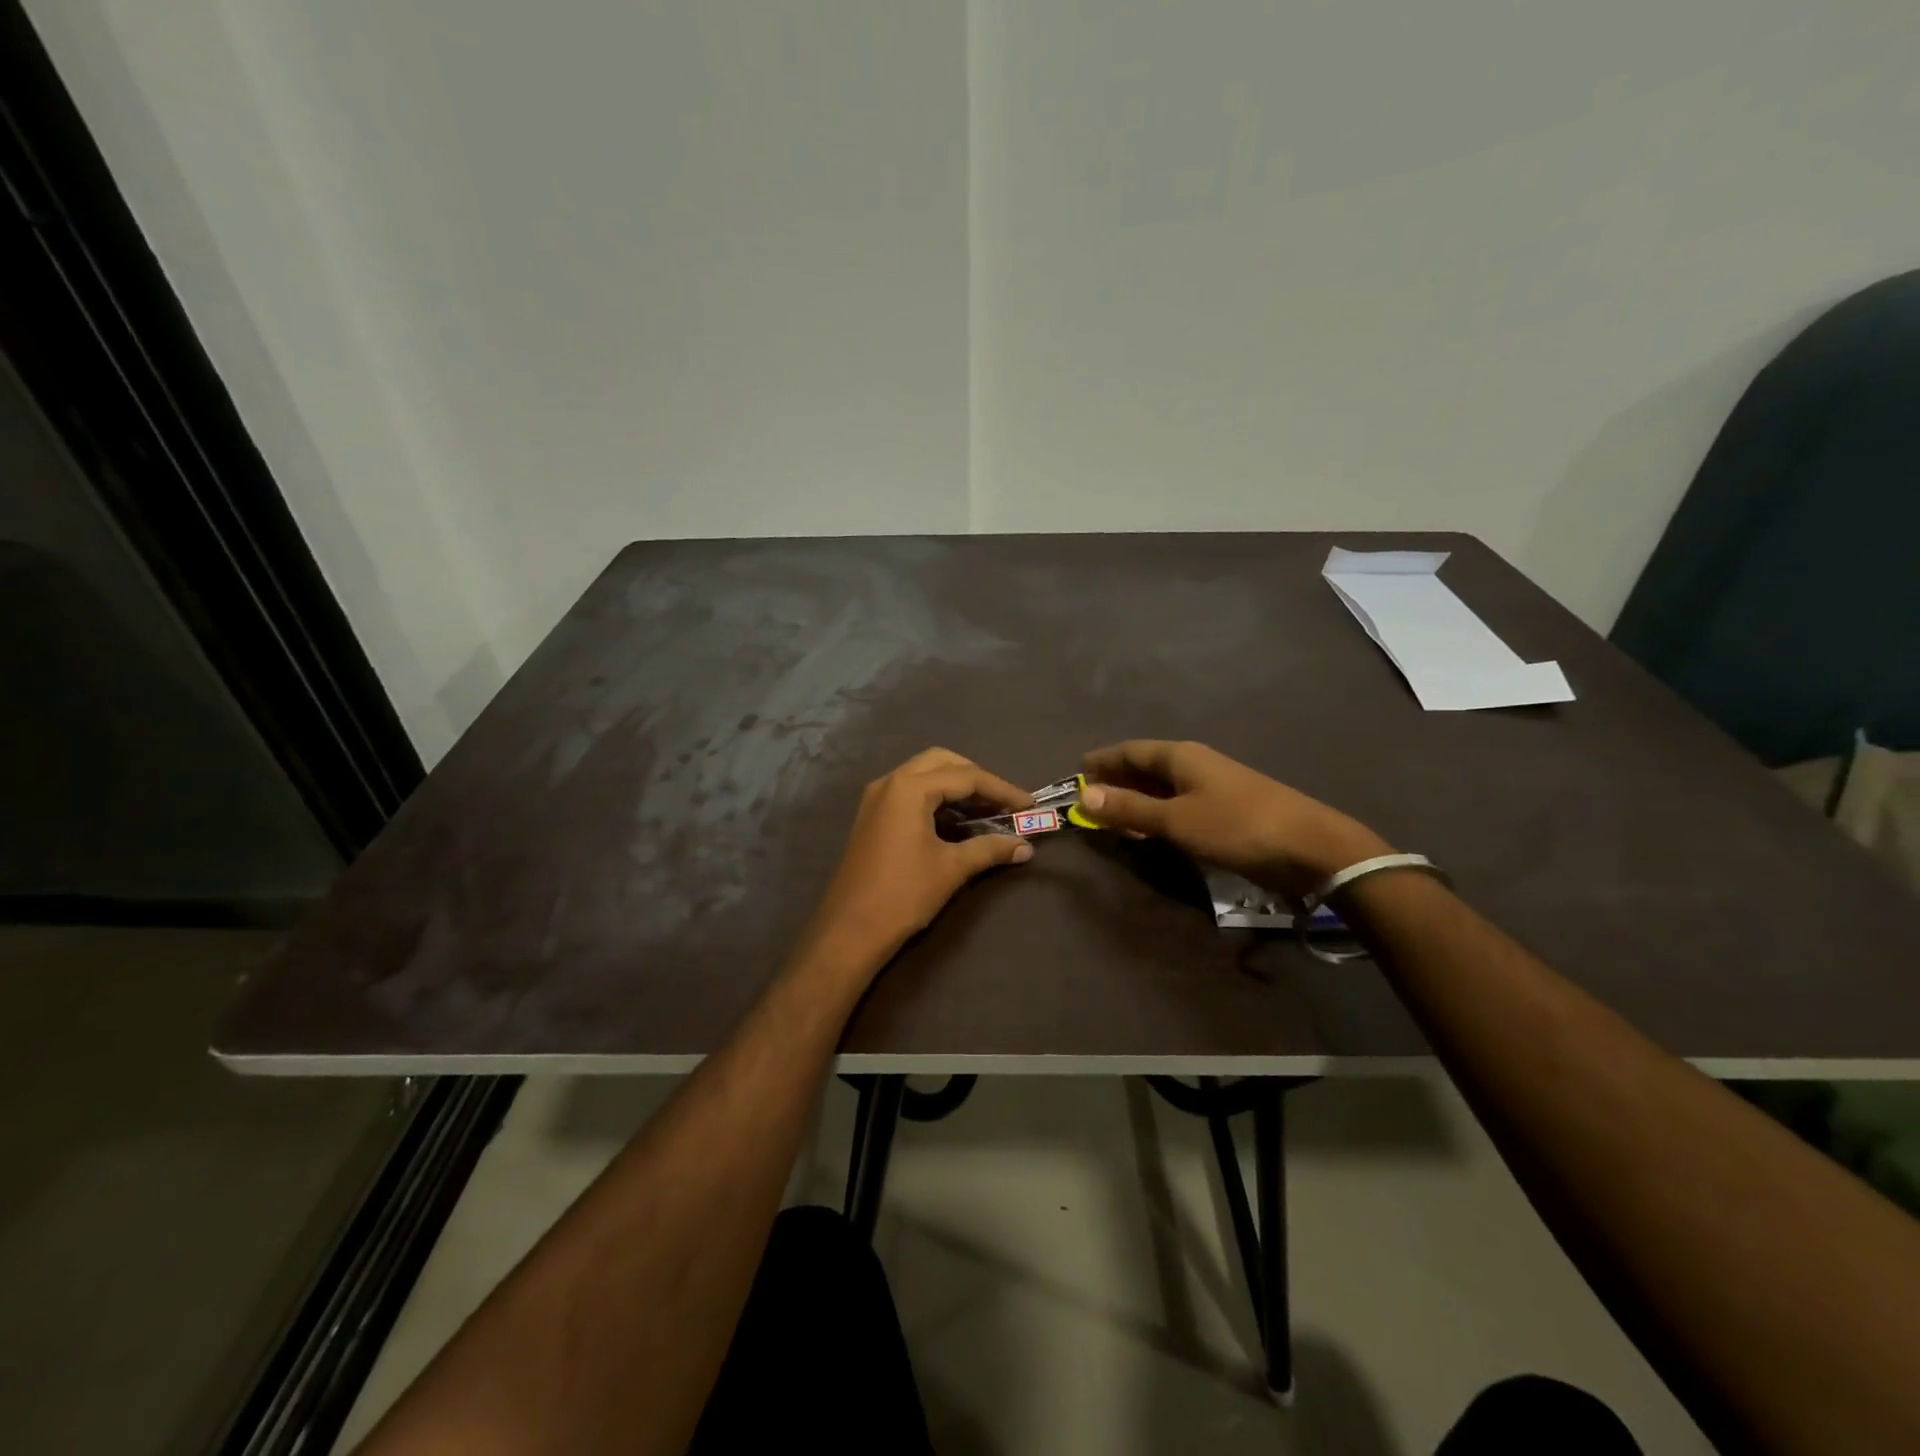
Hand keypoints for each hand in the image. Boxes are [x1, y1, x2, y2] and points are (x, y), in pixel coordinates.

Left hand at [797, 748, 1034, 979]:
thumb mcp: (952, 868)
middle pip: (942, 762)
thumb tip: (1025, 847)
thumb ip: (990, 849)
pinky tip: (957, 822)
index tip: (1030, 805)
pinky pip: (910, 792)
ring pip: (924, 774)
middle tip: (1004, 802)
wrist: (850, 930)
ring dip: (957, 787)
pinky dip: (937, 799)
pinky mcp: (873, 816)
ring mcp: (877, 798)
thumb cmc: (903, 894)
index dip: (1002, 789)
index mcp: (909, 787)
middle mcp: (890, 782)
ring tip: (988, 811)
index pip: (966, 777)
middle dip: (977, 778)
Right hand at [1080, 740, 1391, 899]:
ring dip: (1137, 799)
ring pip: (1163, 787)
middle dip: (1117, 780)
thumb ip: (1130, 808)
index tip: (1077, 771)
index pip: (1131, 750)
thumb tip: (1083, 795)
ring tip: (1111, 816)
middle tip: (1088, 799)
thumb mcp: (1177, 820)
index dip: (1103, 760)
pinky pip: (1180, 804)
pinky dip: (1158, 813)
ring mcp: (1213, 786)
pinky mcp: (1226, 810)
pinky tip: (1151, 829)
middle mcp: (1195, 764)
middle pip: (1146, 766)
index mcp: (1181, 756)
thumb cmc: (1237, 826)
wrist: (1311, 848)